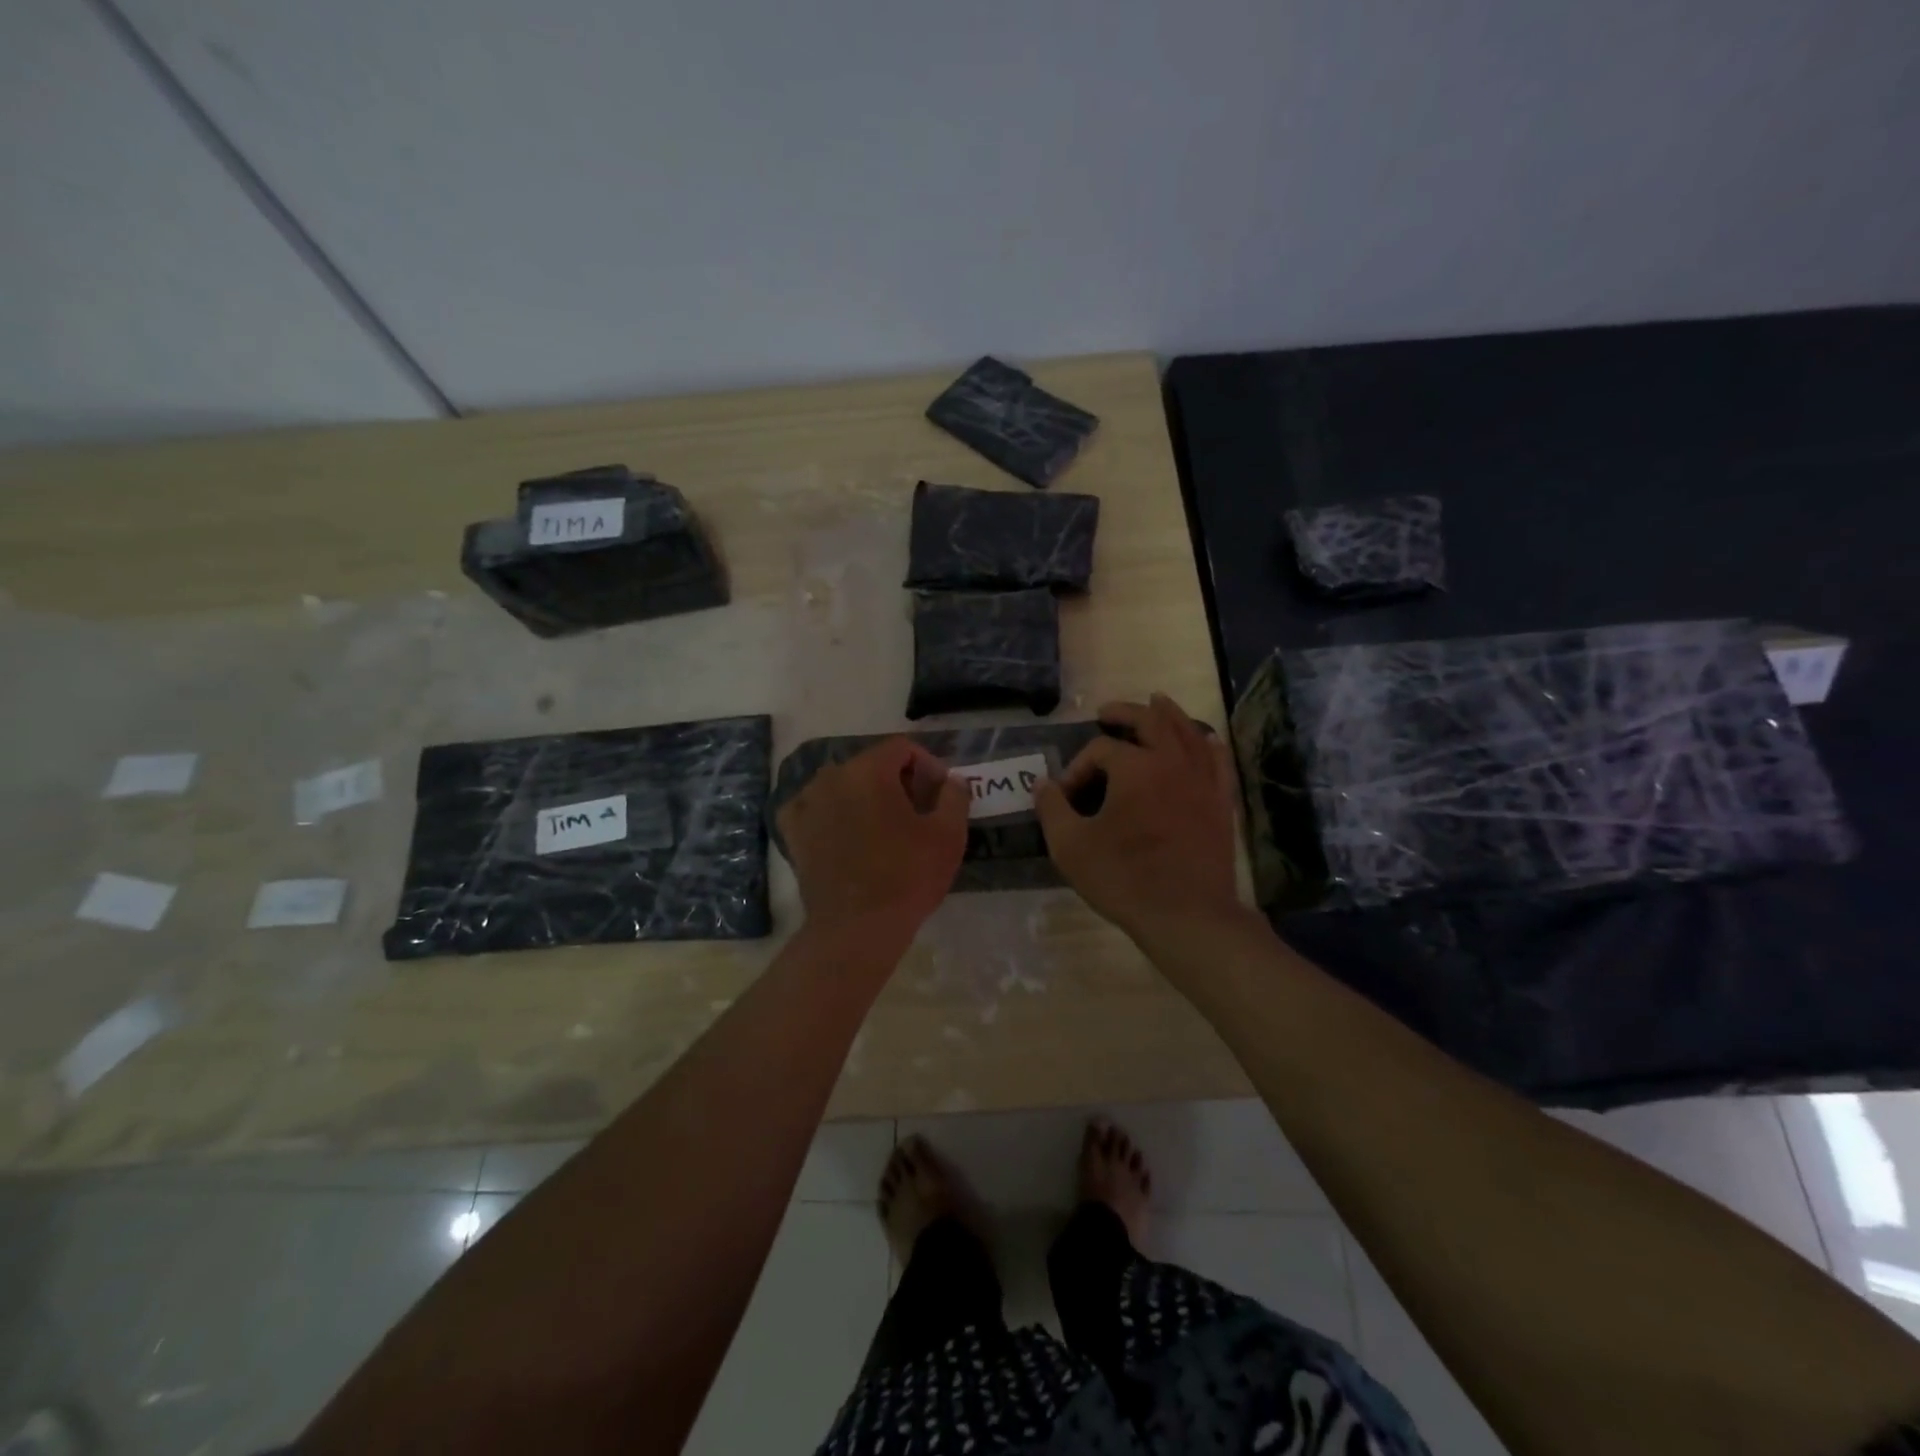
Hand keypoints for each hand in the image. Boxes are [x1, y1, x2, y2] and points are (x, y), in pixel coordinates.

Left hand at [779, 738, 968, 945]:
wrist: (856, 928)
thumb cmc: (907, 877)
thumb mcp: (948, 834)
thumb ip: (954, 795)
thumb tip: (950, 780)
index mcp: (868, 770)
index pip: (902, 748)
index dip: (927, 766)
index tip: (939, 796)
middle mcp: (832, 776)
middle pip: (872, 764)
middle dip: (898, 782)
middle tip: (918, 815)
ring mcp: (806, 803)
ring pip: (844, 785)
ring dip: (866, 797)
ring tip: (884, 829)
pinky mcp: (792, 831)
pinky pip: (816, 808)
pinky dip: (833, 814)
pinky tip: (848, 835)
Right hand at [1034, 694, 1244, 941]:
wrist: (1187, 915)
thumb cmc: (1124, 878)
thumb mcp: (1071, 846)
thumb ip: (1052, 809)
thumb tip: (1041, 783)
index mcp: (1134, 767)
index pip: (1100, 750)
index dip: (1077, 768)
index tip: (1066, 797)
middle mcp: (1172, 762)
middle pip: (1151, 721)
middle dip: (1125, 713)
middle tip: (1107, 711)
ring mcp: (1202, 780)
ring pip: (1188, 732)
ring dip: (1169, 714)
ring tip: (1157, 702)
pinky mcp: (1221, 802)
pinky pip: (1218, 761)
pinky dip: (1209, 744)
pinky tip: (1205, 738)